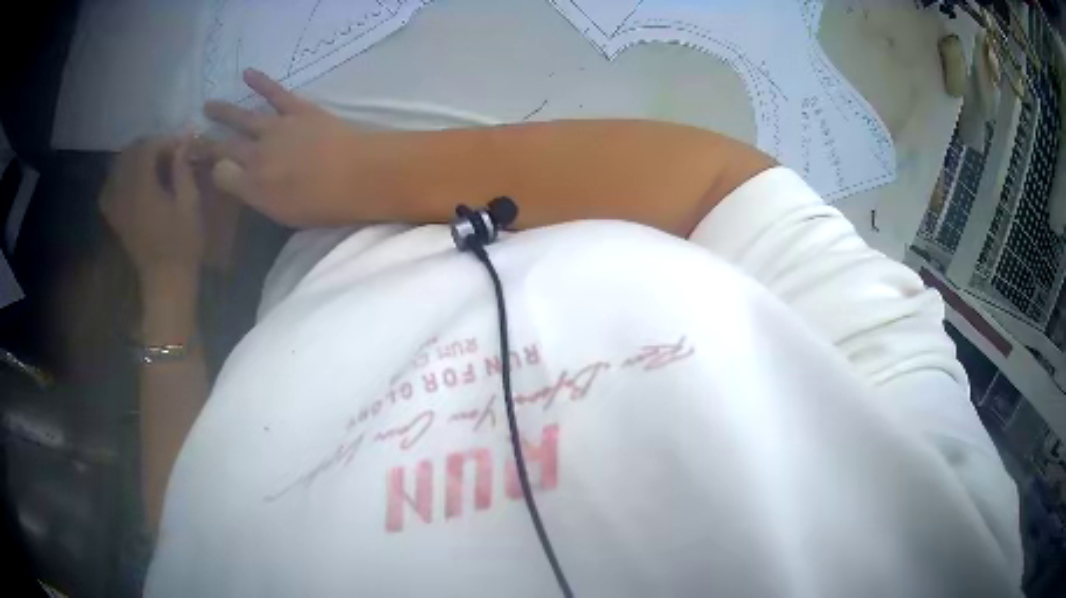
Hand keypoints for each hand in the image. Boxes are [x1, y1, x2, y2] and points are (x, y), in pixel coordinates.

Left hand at [99, 136, 203, 287]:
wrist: (166, 282)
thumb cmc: (183, 245)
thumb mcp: (190, 204)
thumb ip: (183, 169)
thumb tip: (184, 140)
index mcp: (142, 189)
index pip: (147, 149)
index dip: (165, 141)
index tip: (182, 145)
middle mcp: (124, 194)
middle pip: (129, 154)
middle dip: (149, 147)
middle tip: (167, 152)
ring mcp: (117, 207)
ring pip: (117, 169)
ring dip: (133, 159)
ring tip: (151, 162)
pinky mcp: (116, 219)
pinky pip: (108, 190)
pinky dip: (117, 178)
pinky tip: (130, 180)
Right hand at [200, 69, 362, 226]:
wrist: (357, 175)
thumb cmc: (320, 205)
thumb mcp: (278, 212)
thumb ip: (249, 192)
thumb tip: (223, 173)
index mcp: (252, 184)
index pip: (221, 173)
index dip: (208, 167)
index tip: (197, 162)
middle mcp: (257, 154)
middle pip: (226, 146)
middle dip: (208, 141)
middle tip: (192, 134)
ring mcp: (277, 128)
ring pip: (243, 117)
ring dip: (225, 111)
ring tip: (208, 105)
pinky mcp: (298, 110)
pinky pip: (276, 93)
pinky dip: (261, 82)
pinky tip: (247, 72)